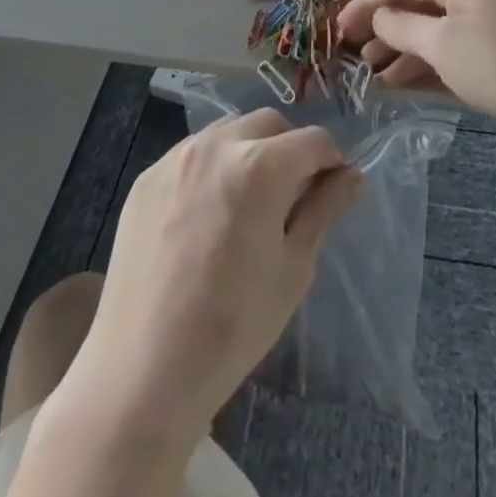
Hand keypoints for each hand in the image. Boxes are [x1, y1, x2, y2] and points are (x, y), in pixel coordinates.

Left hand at [58, 109, 362, 446]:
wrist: (141, 372)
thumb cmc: (232, 327)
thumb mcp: (293, 269)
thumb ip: (324, 210)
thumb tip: (354, 176)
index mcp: (260, 166)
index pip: (314, 140)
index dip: (331, 162)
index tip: (331, 191)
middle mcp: (218, 145)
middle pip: (270, 124)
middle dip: (290, 149)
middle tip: (291, 196)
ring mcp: (176, 157)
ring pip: (229, 131)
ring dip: (250, 151)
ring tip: (247, 202)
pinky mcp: (147, 177)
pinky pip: (192, 154)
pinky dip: (212, 167)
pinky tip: (206, 215)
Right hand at [335, 0, 495, 161]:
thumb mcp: (442, 45)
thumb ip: (402, 27)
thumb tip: (378, 17)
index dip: (366, 4)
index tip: (337, 30)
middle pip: (419, 3)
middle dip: (385, 29)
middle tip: (354, 58)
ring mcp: (494, 18)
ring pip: (437, 29)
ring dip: (405, 50)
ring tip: (373, 77)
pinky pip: (457, 48)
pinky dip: (431, 63)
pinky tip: (404, 83)